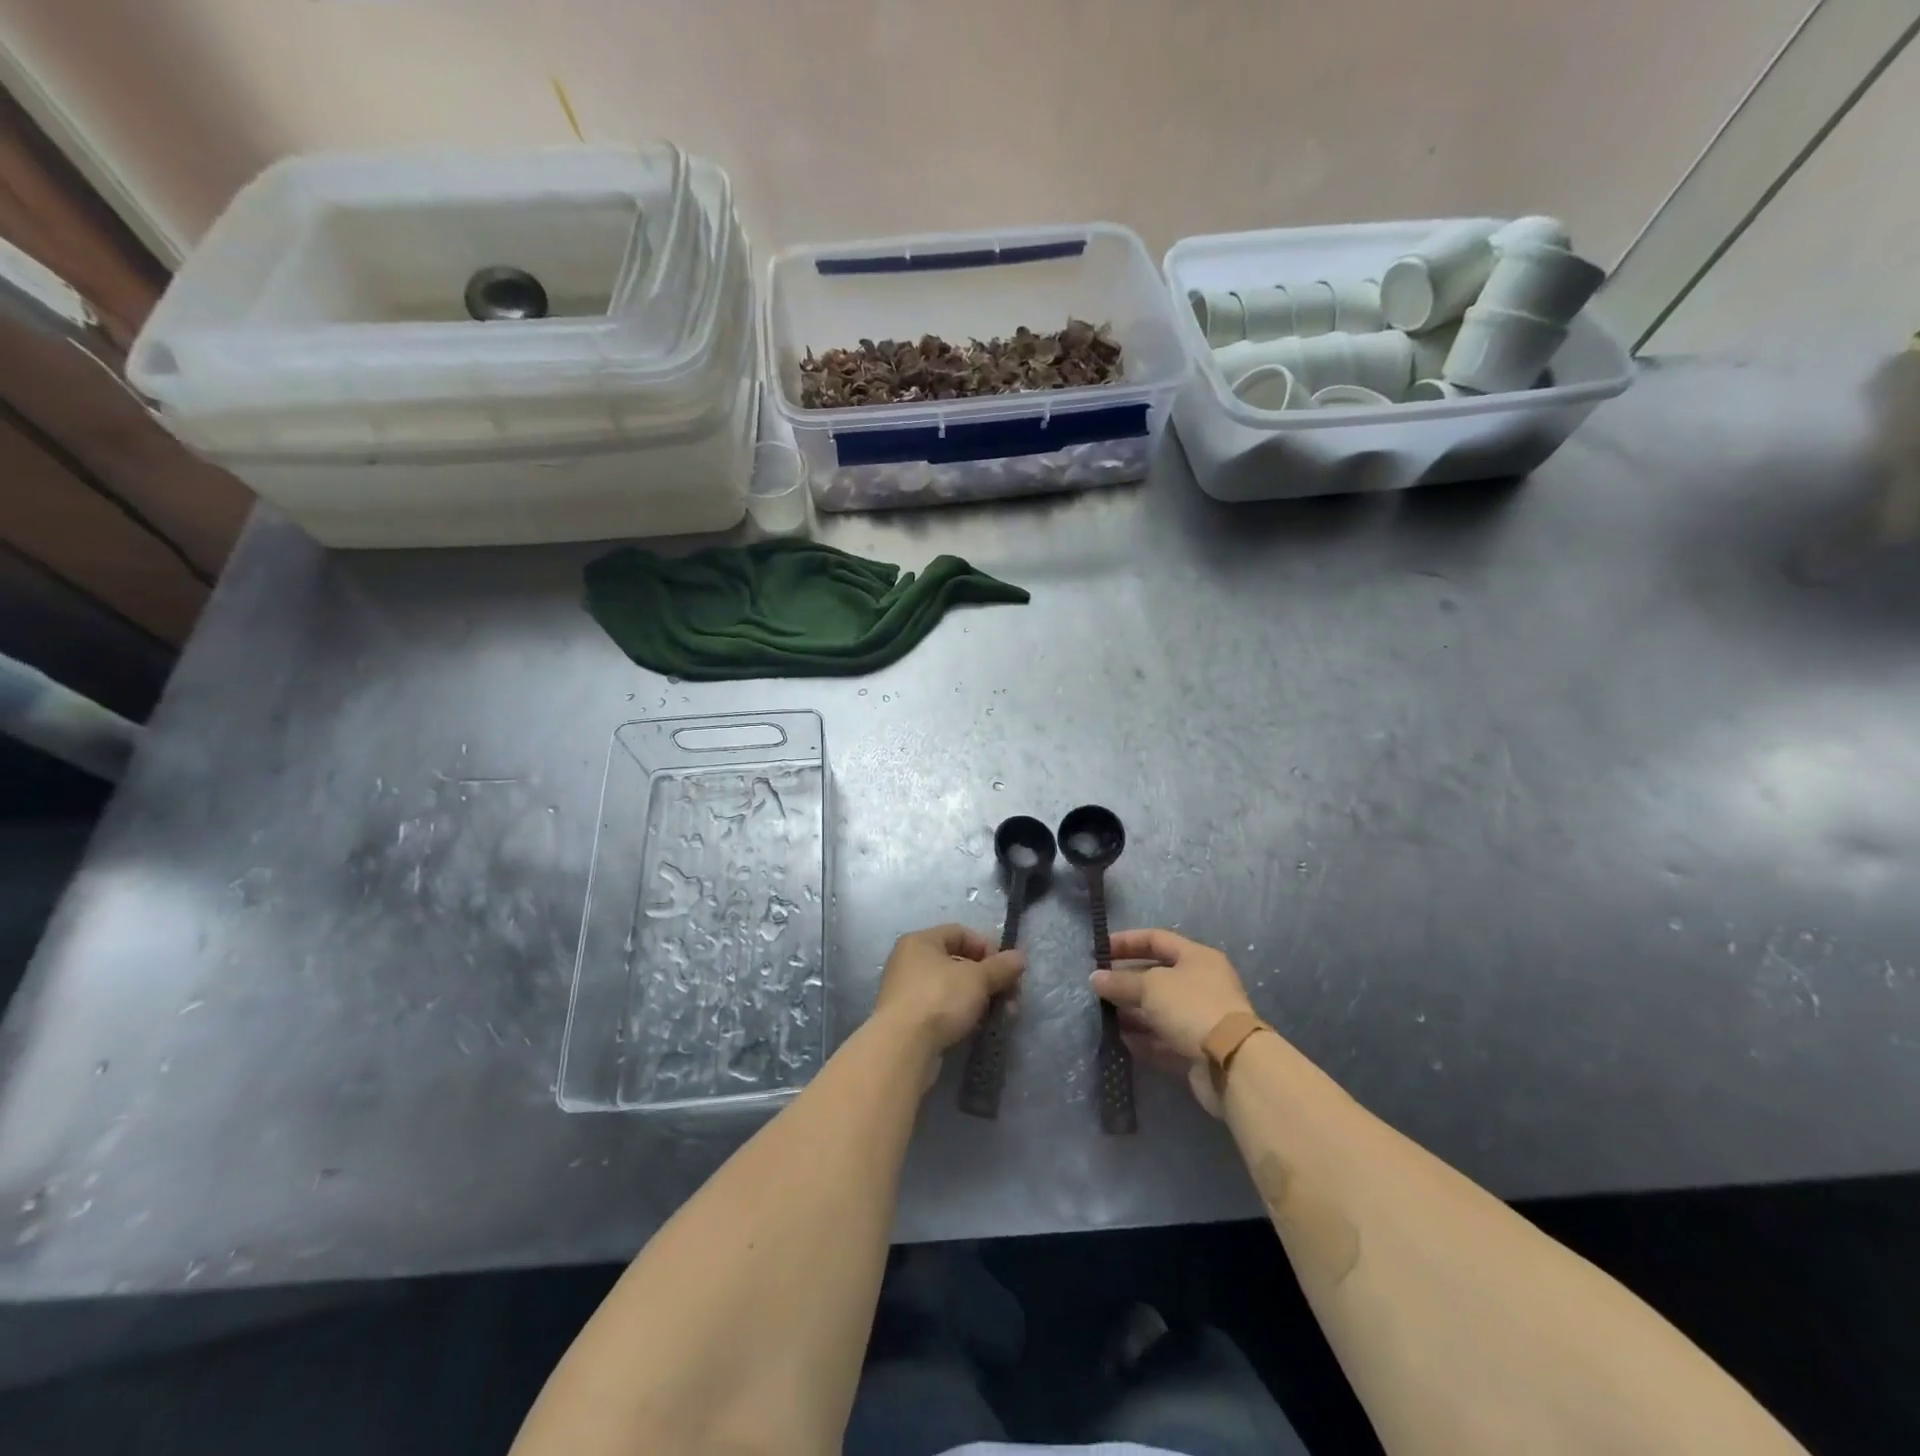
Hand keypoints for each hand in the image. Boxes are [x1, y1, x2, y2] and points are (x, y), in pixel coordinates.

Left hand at [873, 924, 1024, 1052]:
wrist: (903, 1047)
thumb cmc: (939, 998)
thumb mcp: (977, 979)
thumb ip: (1001, 967)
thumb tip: (1020, 957)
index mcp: (921, 941)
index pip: (960, 933)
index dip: (987, 947)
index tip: (1006, 969)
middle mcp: (909, 961)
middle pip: (958, 962)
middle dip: (989, 979)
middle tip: (1011, 996)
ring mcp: (907, 991)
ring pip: (952, 988)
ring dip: (980, 999)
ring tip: (1002, 1015)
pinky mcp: (908, 1019)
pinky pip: (942, 1008)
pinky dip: (962, 1014)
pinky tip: (979, 1027)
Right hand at [1092, 929, 1258, 1115]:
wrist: (1231, 1062)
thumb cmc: (1192, 1007)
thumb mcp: (1151, 987)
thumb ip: (1121, 982)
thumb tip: (1095, 978)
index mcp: (1197, 957)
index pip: (1156, 939)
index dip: (1127, 942)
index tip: (1099, 951)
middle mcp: (1201, 984)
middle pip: (1157, 976)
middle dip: (1126, 981)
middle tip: (1098, 987)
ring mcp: (1200, 1017)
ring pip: (1159, 1010)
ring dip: (1132, 1012)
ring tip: (1103, 1015)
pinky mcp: (1197, 1048)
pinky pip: (1164, 1038)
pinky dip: (1143, 1038)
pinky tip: (1120, 1040)